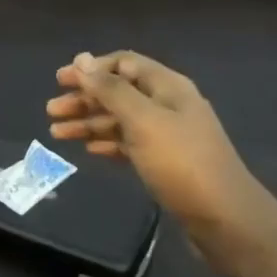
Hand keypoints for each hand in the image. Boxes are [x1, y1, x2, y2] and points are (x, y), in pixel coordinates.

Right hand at [46, 51, 264, 239]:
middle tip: (51, 111)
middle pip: (119, 92)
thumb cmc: (181, 163)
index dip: (91, 68)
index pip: (124, 63)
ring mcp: (168, 135)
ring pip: (121, 120)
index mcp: (168, 87)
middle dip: (85, 98)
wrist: (224, 218)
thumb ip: (111, 90)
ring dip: (90, 123)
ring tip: (57, 133)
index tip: (60, 81)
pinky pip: (129, 145)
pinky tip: (89, 151)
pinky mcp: (165, 163)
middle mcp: (168, 105)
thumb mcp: (143, 121)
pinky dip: (107, 143)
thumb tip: (81, 58)